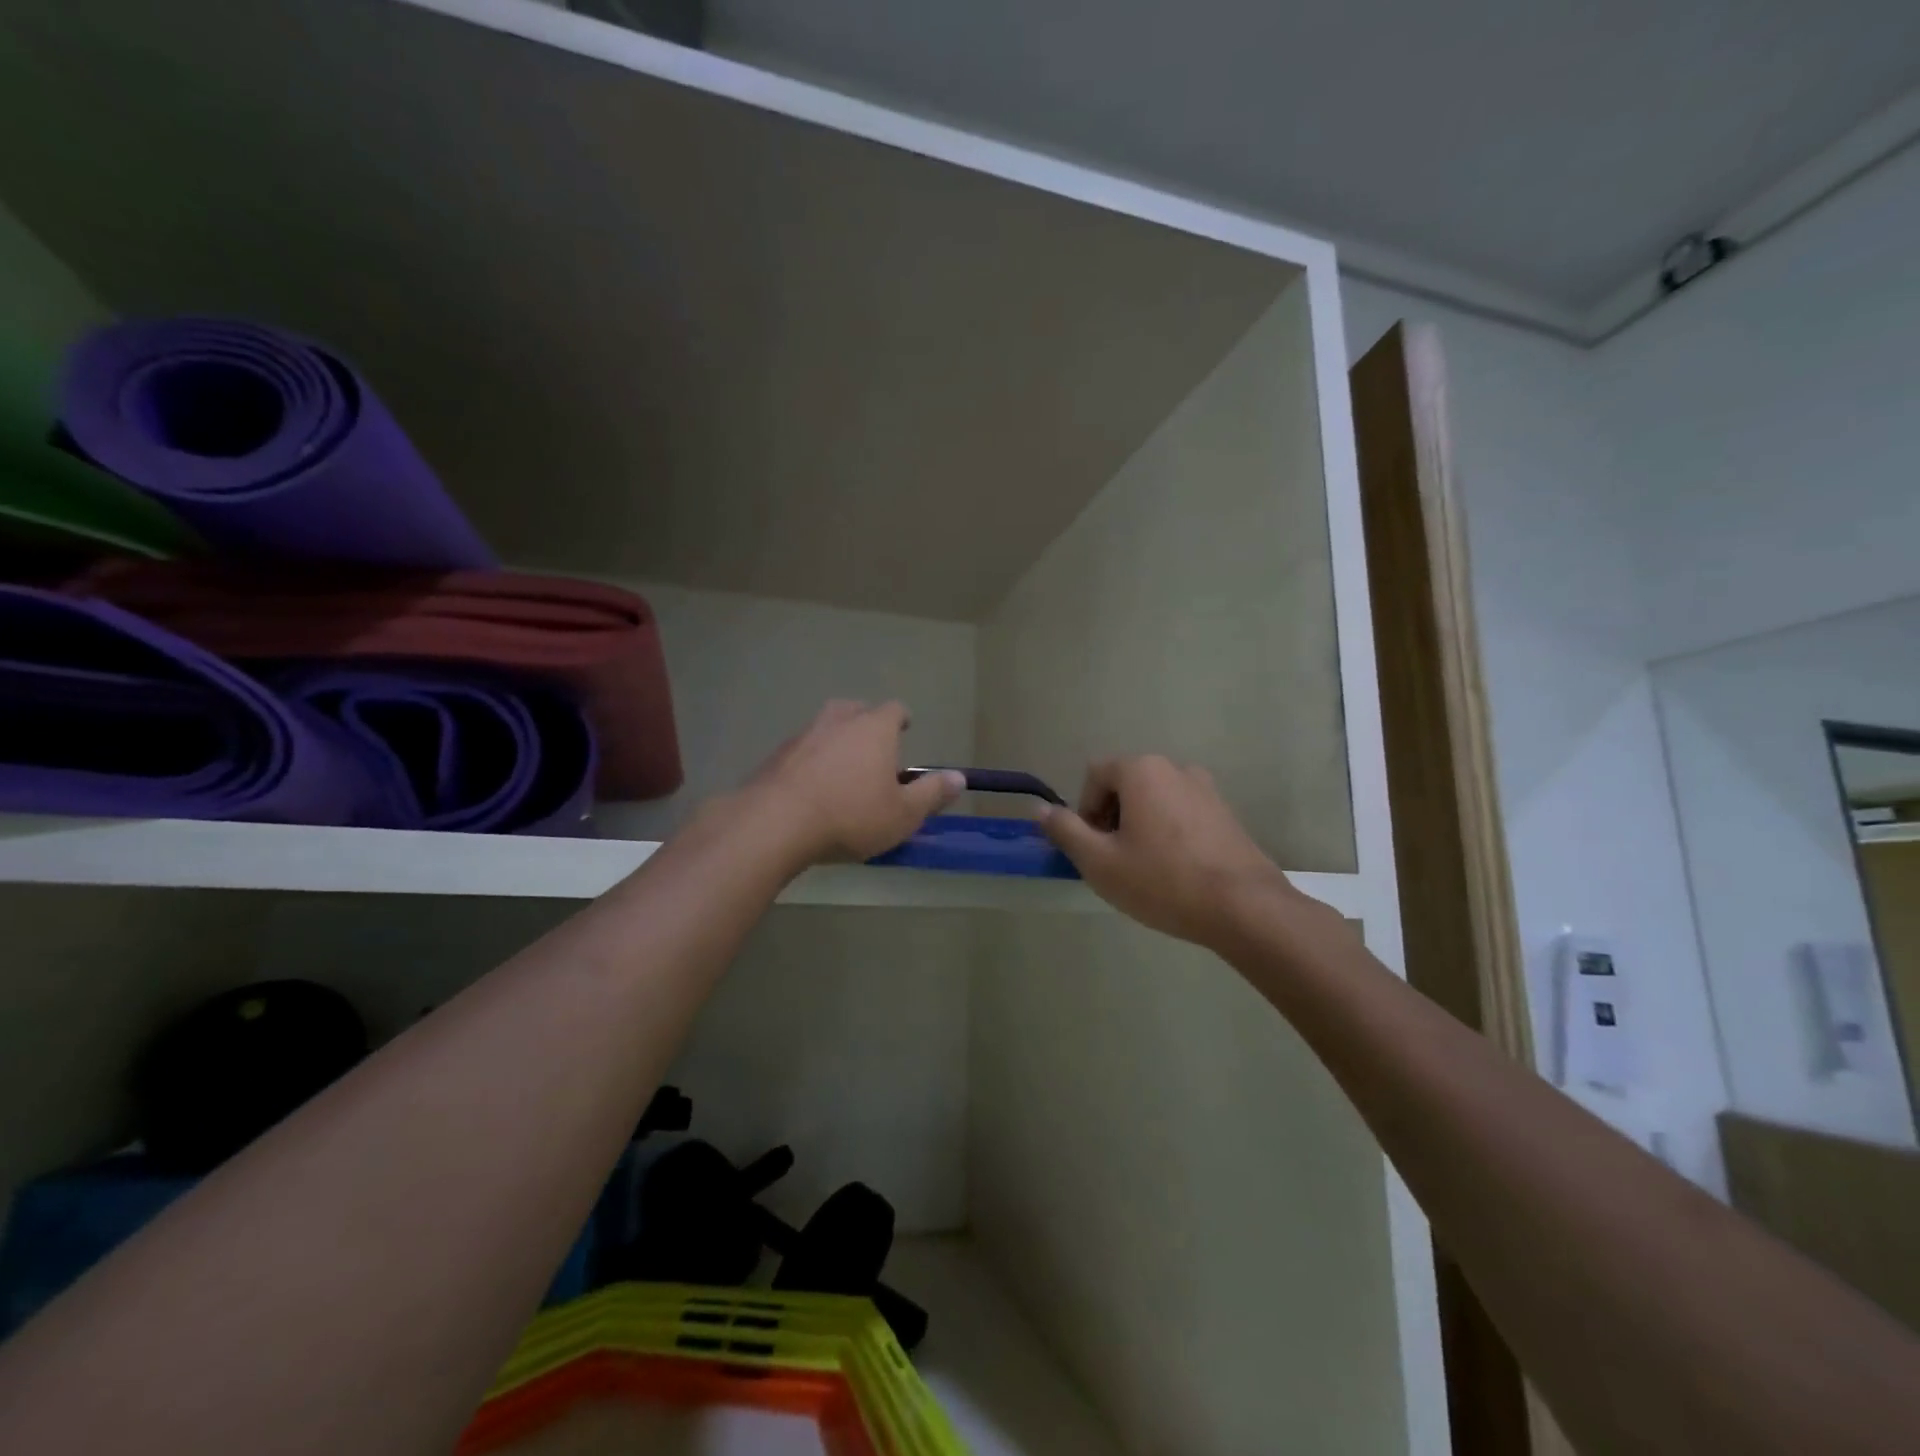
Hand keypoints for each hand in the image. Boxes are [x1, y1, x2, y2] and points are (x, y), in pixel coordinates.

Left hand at [746, 701, 963, 866]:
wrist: (775, 824)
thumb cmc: (851, 816)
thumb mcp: (903, 814)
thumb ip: (932, 793)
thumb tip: (959, 777)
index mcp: (874, 728)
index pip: (894, 709)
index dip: (901, 719)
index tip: (905, 729)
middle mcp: (838, 721)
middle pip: (855, 710)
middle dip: (865, 723)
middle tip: (872, 747)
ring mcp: (802, 736)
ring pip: (824, 728)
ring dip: (835, 741)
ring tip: (840, 769)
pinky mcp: (775, 756)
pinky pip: (800, 751)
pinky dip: (809, 762)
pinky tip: (809, 788)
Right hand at [1040, 755, 1318, 947]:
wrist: (1244, 907)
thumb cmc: (1162, 880)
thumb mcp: (1100, 861)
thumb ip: (1065, 830)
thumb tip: (1039, 808)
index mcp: (1141, 770)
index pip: (1095, 775)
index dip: (1084, 811)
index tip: (1093, 848)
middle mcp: (1174, 768)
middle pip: (1125, 784)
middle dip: (1111, 818)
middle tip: (1114, 861)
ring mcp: (1206, 789)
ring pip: (1154, 800)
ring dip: (1139, 826)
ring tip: (1145, 869)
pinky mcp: (1226, 813)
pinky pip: (1182, 814)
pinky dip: (1168, 833)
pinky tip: (1176, 872)